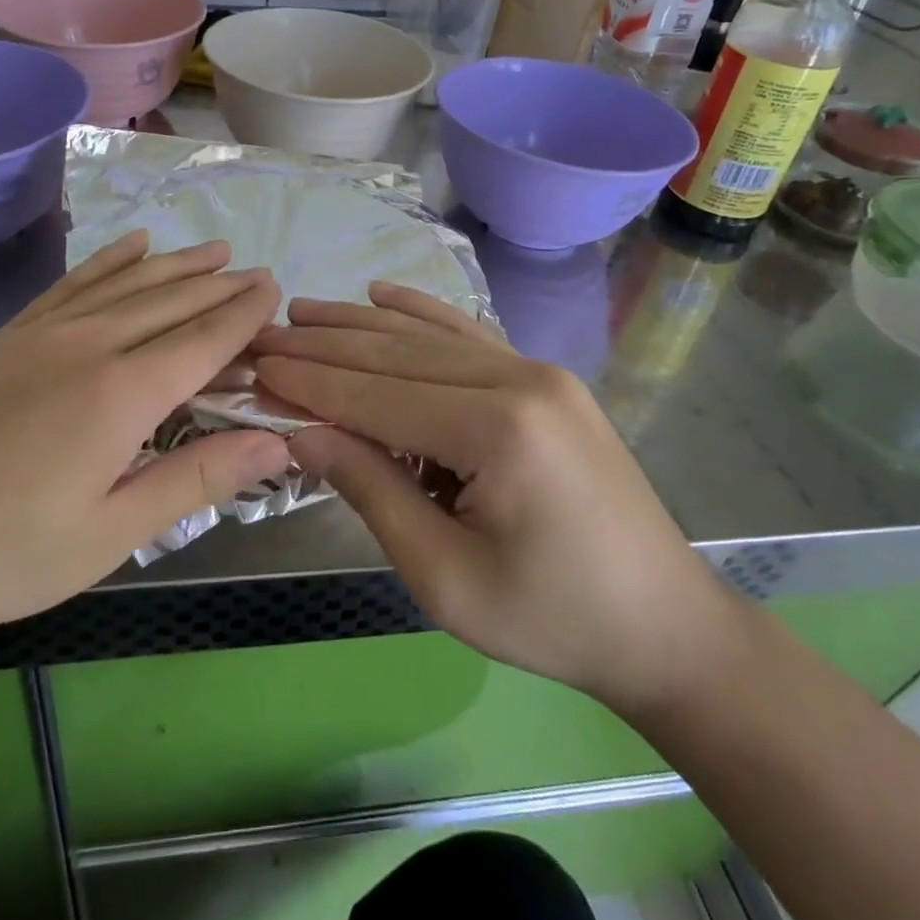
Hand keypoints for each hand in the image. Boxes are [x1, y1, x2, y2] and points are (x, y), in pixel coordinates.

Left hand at [0, 232, 286, 658]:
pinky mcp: (5, 336)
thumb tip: (277, 443)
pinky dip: (109, 260)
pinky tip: (132, 244)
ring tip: (212, 249)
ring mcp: (41, 333)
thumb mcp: (110, 535)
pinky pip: (72, 283)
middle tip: (257, 270)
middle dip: (219, 285)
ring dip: (175, 264)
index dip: (243, 314)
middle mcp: (88, 344)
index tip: (274, 287)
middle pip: (170, 302)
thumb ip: (196, 478)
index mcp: (122, 394)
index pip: (203, 339)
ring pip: (126, 283)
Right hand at [253, 283, 742, 716]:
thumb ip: (371, 491)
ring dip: (360, 324)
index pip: (376, 395)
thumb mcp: (445, 577)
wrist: (665, 625)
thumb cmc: (552, 619)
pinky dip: (419, 313)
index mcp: (497, 429)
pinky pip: (468, 334)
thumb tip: (301, 432)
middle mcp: (518, 378)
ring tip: (302, 310)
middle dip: (323, 346)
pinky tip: (382, 294)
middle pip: (396, 354)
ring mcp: (536, 370)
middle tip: (264, 335)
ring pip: (428, 336)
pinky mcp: (545, 379)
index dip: (310, 384)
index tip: (255, 368)